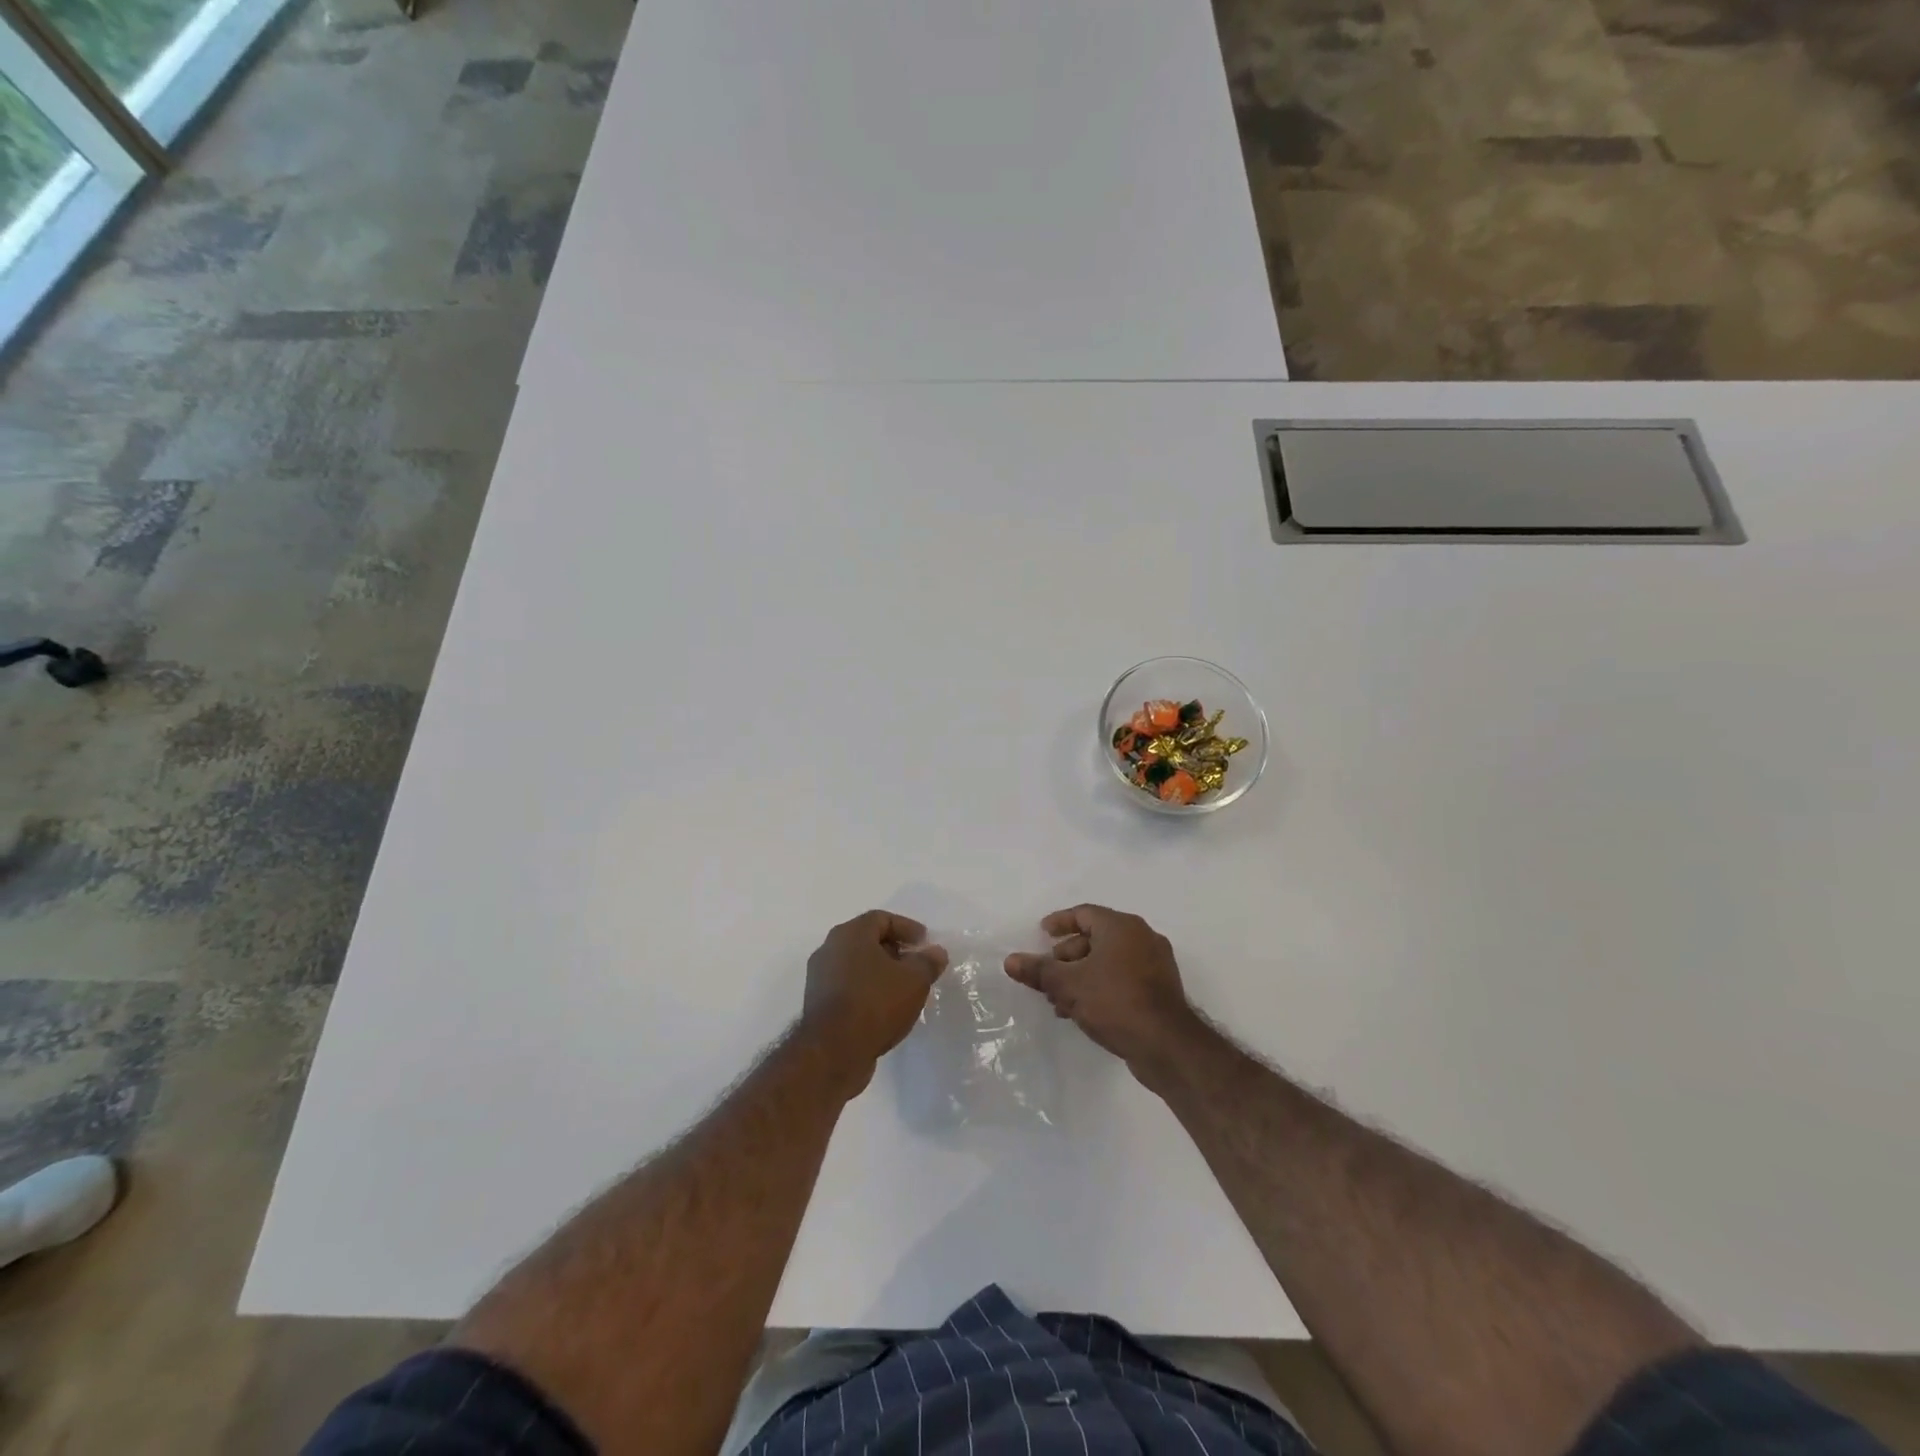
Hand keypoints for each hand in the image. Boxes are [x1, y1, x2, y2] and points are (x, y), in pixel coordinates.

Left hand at [802, 912, 947, 1095]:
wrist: (833, 1052)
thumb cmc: (875, 1004)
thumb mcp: (914, 980)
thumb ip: (928, 962)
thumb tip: (935, 952)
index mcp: (850, 934)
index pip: (881, 919)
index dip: (907, 928)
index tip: (925, 943)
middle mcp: (829, 949)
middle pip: (867, 940)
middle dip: (895, 950)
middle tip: (917, 965)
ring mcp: (819, 977)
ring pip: (856, 965)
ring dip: (881, 973)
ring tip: (904, 989)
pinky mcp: (817, 1004)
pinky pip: (848, 987)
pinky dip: (867, 990)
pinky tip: (885, 1009)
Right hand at [1005, 905, 1205, 1090]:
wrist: (1167, 1045)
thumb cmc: (1115, 1002)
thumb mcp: (1069, 985)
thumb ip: (1039, 971)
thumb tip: (1010, 960)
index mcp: (1122, 926)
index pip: (1084, 913)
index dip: (1060, 922)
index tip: (1042, 934)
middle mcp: (1142, 938)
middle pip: (1096, 937)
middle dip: (1067, 957)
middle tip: (1048, 976)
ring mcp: (1155, 964)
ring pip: (1108, 961)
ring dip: (1081, 976)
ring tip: (1059, 1001)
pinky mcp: (1160, 990)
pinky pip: (1123, 978)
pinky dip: (1101, 986)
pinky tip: (1083, 1011)